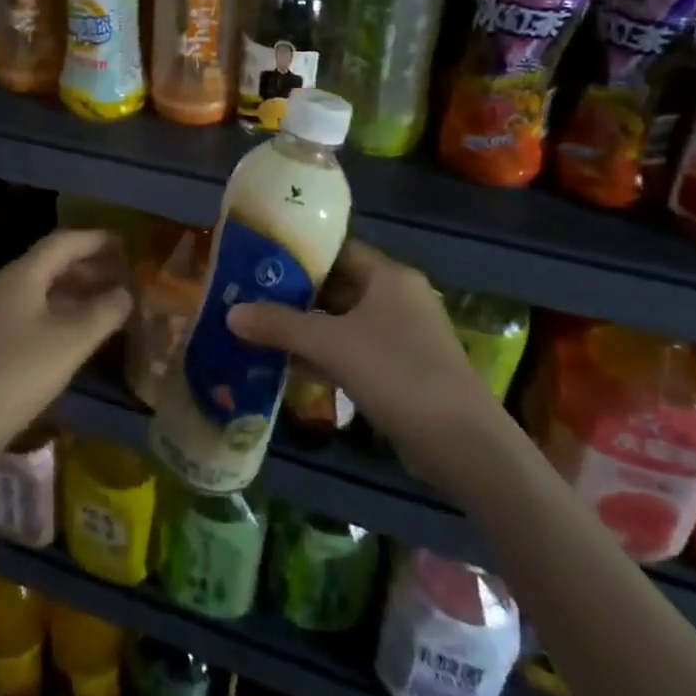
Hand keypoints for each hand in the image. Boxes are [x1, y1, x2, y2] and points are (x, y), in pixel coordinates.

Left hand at [0, 228, 133, 464]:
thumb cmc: (16, 374)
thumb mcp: (70, 343)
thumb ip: (103, 313)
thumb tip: (126, 293)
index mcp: (21, 275)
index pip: (63, 242)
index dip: (96, 239)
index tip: (126, 243)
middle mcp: (3, 285)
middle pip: (50, 263)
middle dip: (89, 266)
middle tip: (124, 276)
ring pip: (40, 289)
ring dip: (75, 291)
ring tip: (107, 303)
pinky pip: (30, 311)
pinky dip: (58, 311)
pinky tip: (75, 333)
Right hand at [225, 239, 497, 450]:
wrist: (464, 446)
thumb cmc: (398, 374)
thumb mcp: (332, 345)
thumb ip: (280, 325)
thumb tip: (231, 313)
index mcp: (389, 277)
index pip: (336, 249)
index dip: (298, 252)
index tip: (259, 258)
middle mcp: (398, 298)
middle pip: (337, 286)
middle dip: (295, 294)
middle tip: (250, 295)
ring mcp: (403, 336)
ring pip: (343, 321)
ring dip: (306, 327)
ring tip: (259, 328)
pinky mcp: (402, 370)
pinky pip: (354, 350)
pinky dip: (324, 354)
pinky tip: (289, 365)